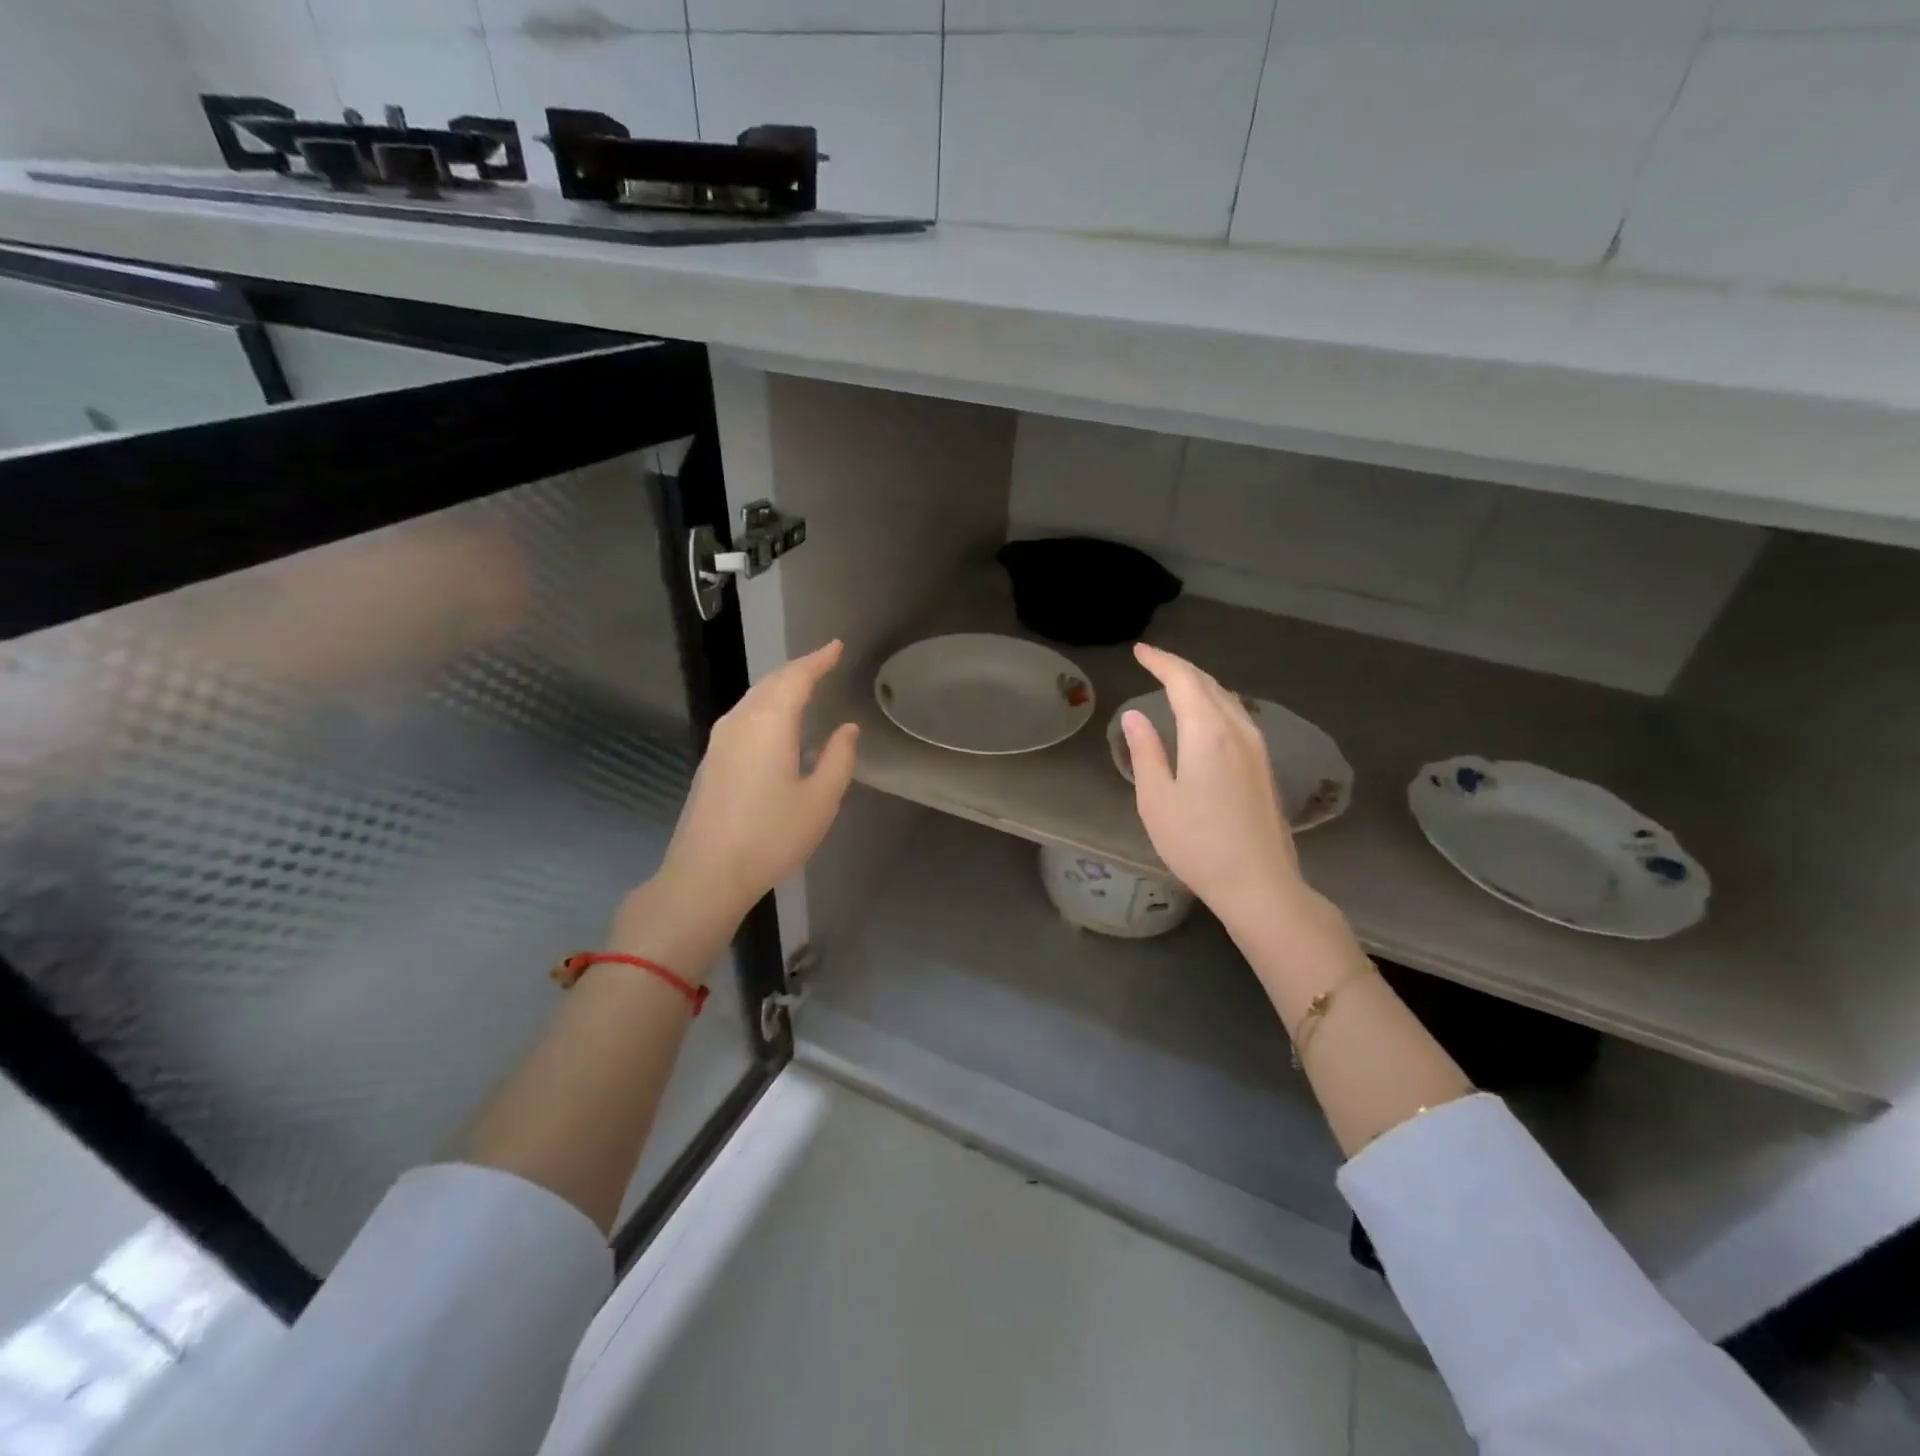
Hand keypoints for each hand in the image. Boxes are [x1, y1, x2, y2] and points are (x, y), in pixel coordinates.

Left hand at [629, 640, 858, 940]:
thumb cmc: (771, 836)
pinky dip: (765, 705)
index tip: (836, 646)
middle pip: (771, 682)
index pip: (797, 677)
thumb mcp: (820, 800)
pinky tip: (774, 721)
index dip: (818, 660)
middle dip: (798, 668)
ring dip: (779, 686)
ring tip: (802, 685)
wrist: (706, 873)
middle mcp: (740, 722)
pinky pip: (743, 716)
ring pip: (753, 698)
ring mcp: (719, 741)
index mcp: (769, 723)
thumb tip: (847, 729)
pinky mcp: (711, 761)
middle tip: (823, 662)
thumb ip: (838, 759)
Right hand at [1121, 644, 1305, 926]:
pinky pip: (1237, 716)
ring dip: (1200, 684)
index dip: (1160, 661)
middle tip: (1153, 662)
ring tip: (1174, 683)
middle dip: (1180, 668)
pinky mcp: (1265, 765)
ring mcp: (1257, 747)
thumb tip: (1135, 716)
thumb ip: (1145, 751)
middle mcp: (1238, 729)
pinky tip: (1204, 716)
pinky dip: (1214, 703)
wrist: (1259, 884)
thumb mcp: (1156, 799)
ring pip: (1227, 699)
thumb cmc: (1197, 843)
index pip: (1183, 680)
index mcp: (1207, 732)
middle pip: (1209, 684)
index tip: (1139, 651)